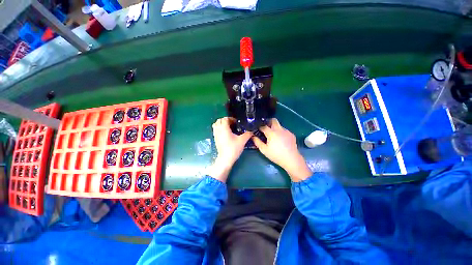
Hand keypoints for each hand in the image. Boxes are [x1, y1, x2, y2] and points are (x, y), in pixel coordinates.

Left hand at [209, 117, 251, 181]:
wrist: (225, 159)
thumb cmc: (233, 148)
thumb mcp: (242, 140)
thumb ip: (248, 134)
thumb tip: (252, 130)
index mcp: (224, 128)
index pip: (225, 119)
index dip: (231, 119)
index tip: (236, 122)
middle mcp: (218, 130)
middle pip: (219, 120)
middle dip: (226, 120)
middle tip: (232, 124)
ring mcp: (215, 134)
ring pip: (216, 125)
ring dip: (221, 124)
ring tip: (228, 128)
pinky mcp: (215, 139)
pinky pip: (215, 130)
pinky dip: (219, 129)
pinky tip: (226, 133)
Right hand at [253, 118, 311, 181]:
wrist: (291, 159)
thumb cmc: (276, 155)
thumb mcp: (264, 150)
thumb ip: (257, 142)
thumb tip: (253, 136)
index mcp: (272, 133)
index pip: (264, 126)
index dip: (259, 126)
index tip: (257, 129)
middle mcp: (279, 129)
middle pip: (273, 120)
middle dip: (268, 122)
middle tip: (265, 128)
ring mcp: (286, 131)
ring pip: (279, 125)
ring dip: (275, 127)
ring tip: (273, 135)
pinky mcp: (291, 134)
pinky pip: (284, 130)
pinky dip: (280, 132)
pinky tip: (280, 139)